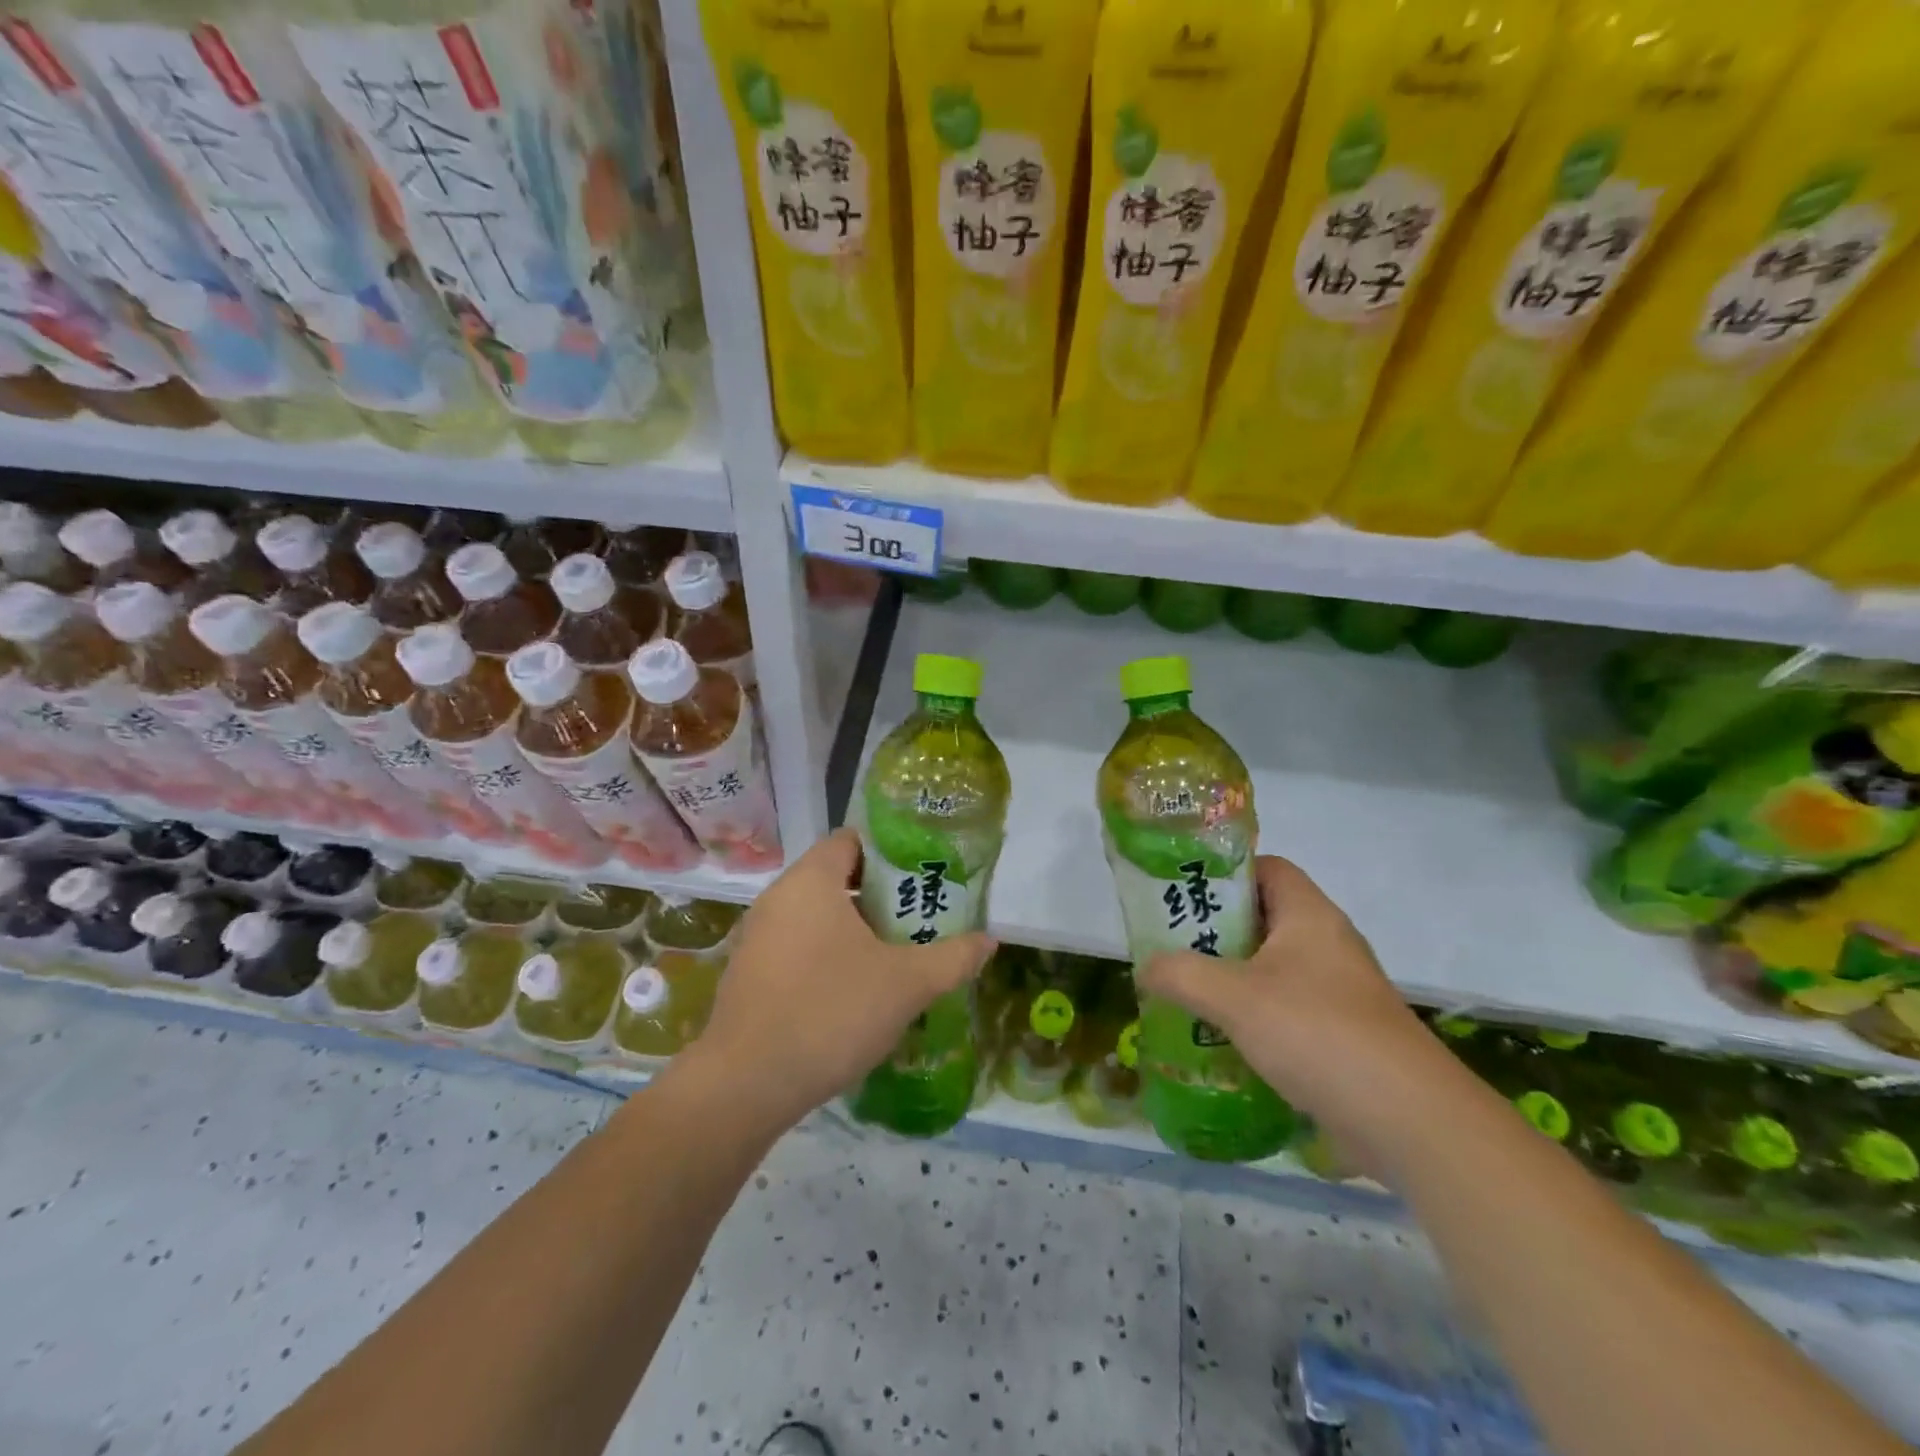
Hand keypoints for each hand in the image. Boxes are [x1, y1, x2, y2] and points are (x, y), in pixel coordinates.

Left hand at [691, 828, 995, 1130]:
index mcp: (811, 882)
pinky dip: (828, 953)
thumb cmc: (830, 1012)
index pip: (852, 840)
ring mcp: (757, 937)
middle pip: (836, 877)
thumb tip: (990, 942)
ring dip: (855, 928)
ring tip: (896, 952)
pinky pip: (797, 945)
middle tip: (919, 915)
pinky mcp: (749, 973)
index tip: (923, 873)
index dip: (891, 850)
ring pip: (817, 915)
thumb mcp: (907, 984)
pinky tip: (855, 989)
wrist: (746, 1085)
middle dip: (880, 894)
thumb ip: (953, 958)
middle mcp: (778, 898)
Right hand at [1139, 856, 1438, 1168]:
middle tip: (1170, 945)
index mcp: (1310, 916)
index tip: (1181, 892)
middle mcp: (1327, 944)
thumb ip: (1181, 975)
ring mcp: (1339, 992)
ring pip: (1272, 968)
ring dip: (1230, 978)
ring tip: (1184, 991)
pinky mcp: (1342, 1035)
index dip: (1224, 872)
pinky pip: (1286, 1010)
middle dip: (1215, 930)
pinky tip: (1220, 1039)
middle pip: (1263, 918)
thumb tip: (1144, 967)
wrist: (1409, 1123)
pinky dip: (1253, 1017)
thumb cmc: (1318, 1033)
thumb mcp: (1234, 997)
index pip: (1267, 867)